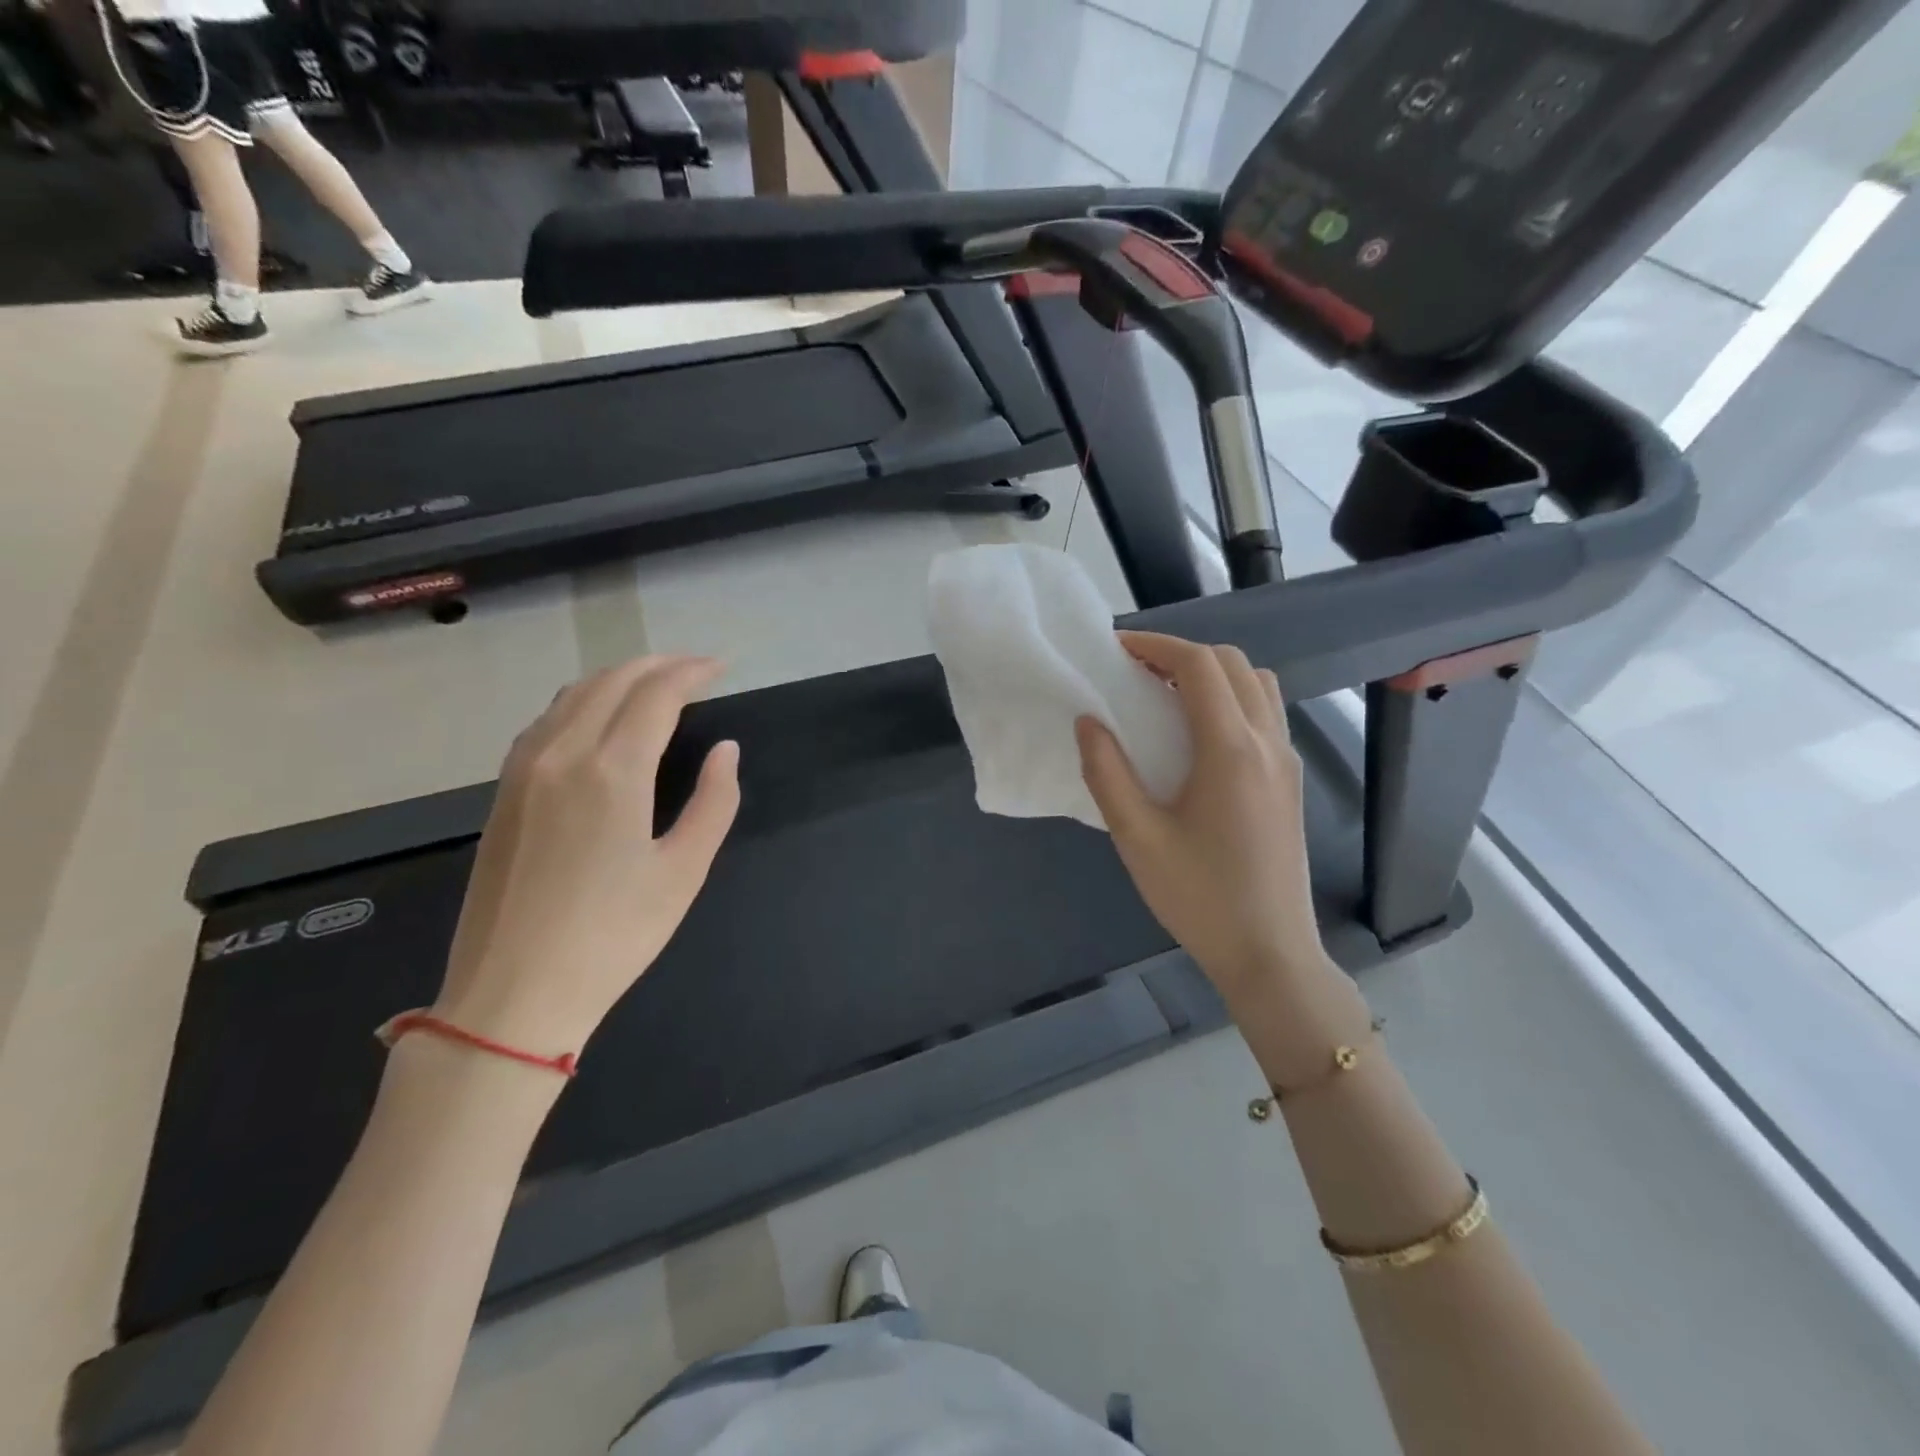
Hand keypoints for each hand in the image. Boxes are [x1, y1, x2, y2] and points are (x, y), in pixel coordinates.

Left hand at [431, 655, 740, 1057]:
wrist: (514, 993)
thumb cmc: (614, 935)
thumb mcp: (684, 871)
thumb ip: (714, 801)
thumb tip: (725, 750)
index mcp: (612, 771)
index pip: (656, 695)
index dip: (692, 673)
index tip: (722, 668)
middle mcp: (562, 754)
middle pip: (612, 682)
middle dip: (658, 665)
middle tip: (696, 669)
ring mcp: (523, 770)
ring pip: (573, 695)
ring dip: (618, 678)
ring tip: (655, 684)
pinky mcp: (503, 792)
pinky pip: (546, 721)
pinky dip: (582, 701)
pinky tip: (600, 718)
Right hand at [1077, 632, 1328, 1008]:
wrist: (1270, 953)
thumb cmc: (1198, 897)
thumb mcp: (1137, 837)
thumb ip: (1107, 772)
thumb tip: (1087, 721)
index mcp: (1230, 749)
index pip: (1198, 665)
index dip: (1155, 645)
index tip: (1116, 649)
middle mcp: (1267, 742)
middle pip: (1232, 663)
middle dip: (1181, 654)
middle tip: (1135, 672)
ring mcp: (1285, 761)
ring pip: (1257, 684)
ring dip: (1212, 674)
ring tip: (1166, 698)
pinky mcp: (1289, 781)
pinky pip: (1265, 713)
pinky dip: (1231, 698)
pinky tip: (1197, 736)